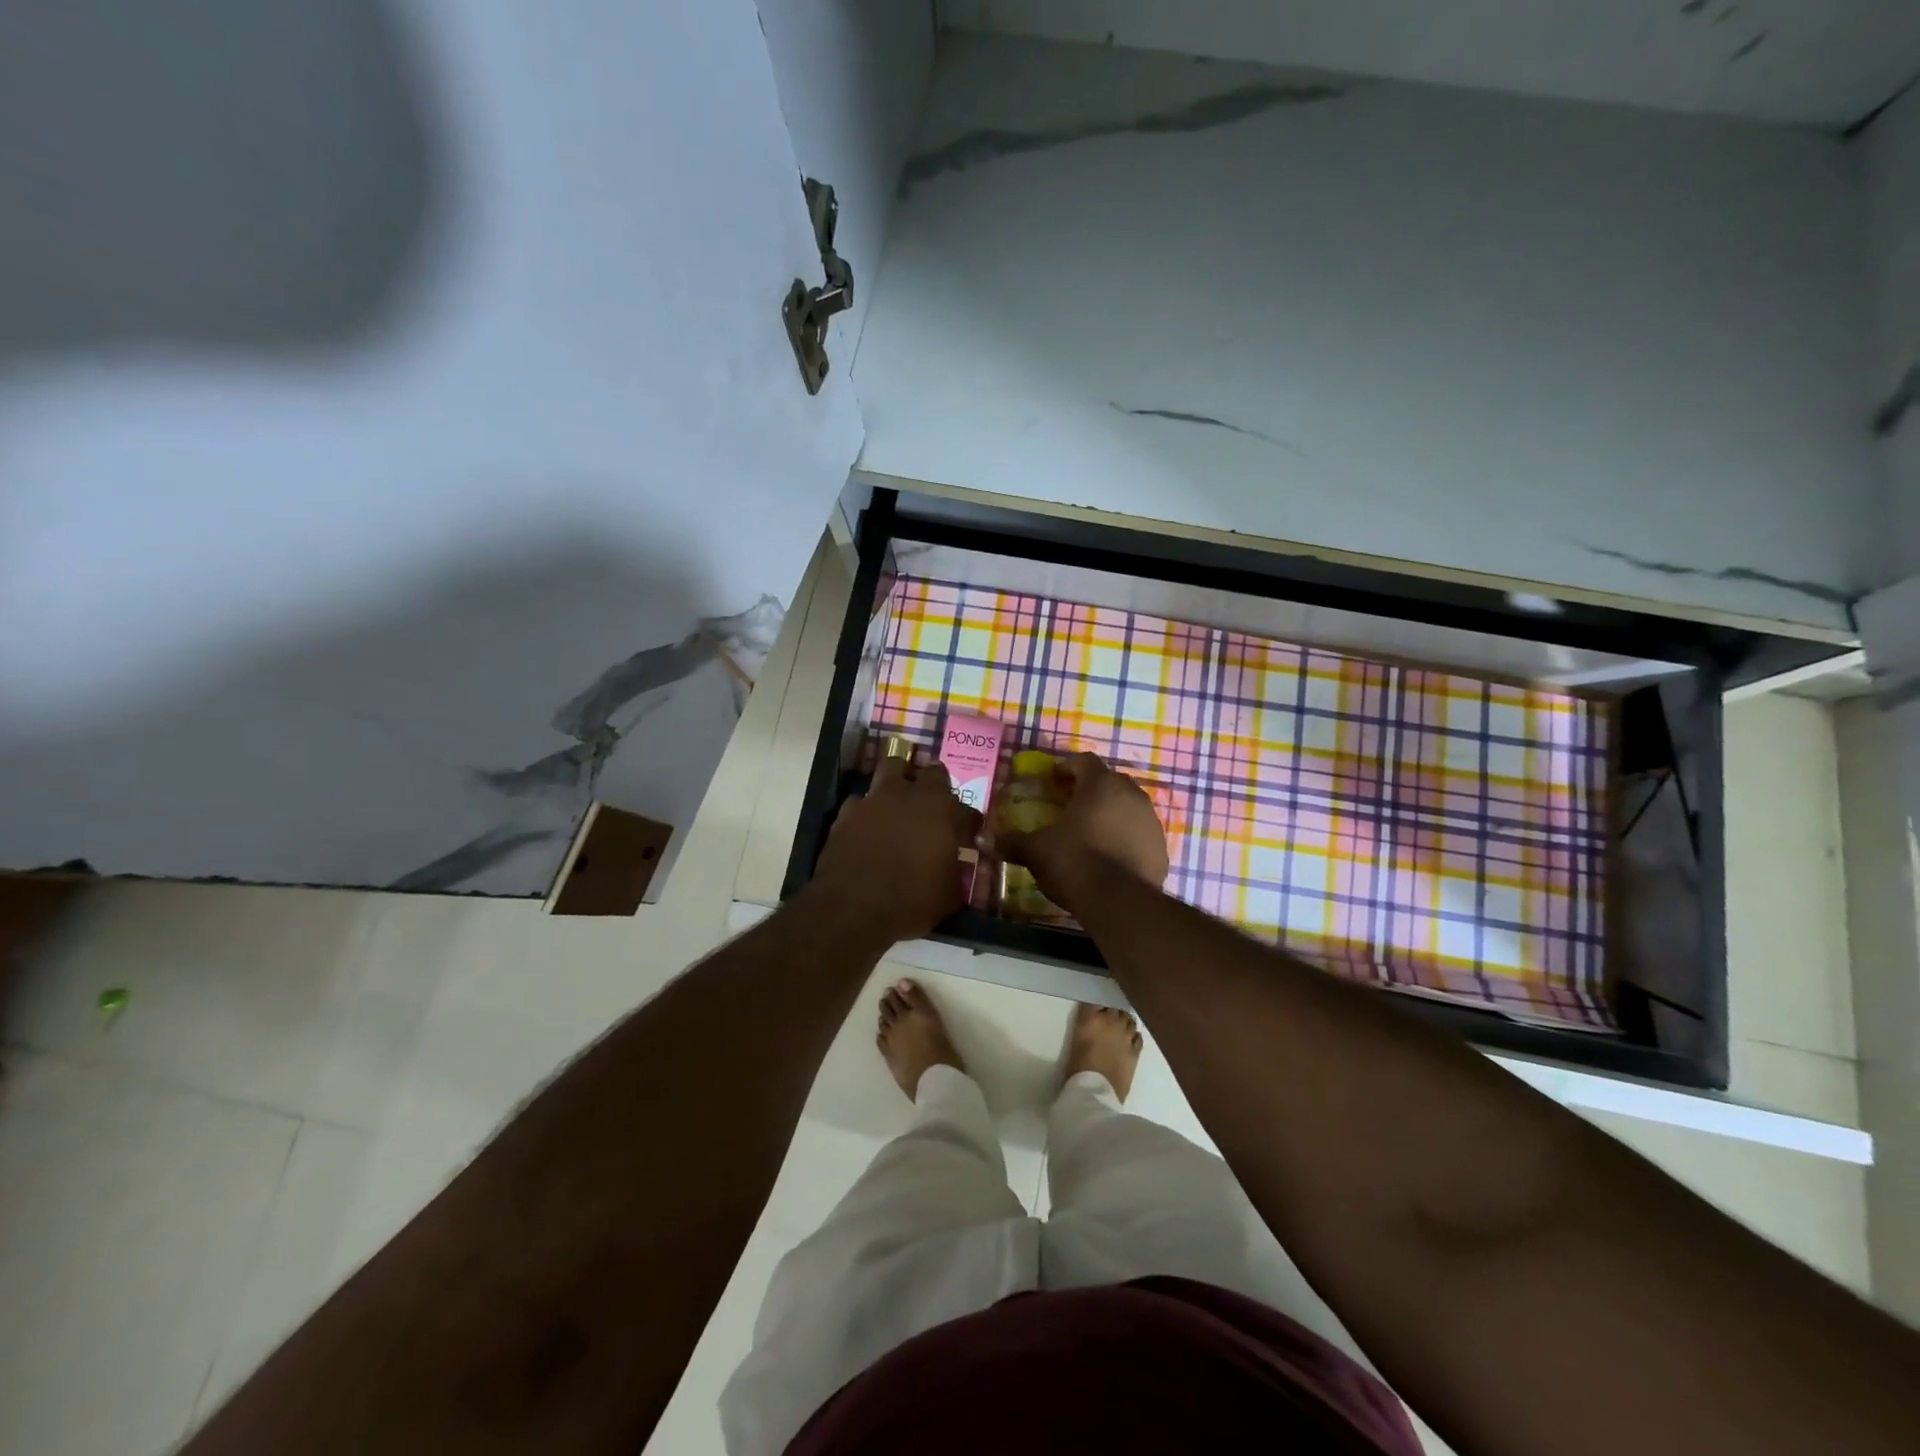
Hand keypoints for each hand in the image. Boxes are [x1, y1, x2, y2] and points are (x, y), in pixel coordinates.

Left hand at [811, 754, 981, 945]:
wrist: (852, 910)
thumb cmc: (910, 902)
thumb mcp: (948, 896)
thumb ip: (955, 872)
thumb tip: (955, 868)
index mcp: (942, 812)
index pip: (966, 809)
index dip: (967, 823)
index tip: (966, 835)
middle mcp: (910, 796)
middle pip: (931, 772)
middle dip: (937, 785)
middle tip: (936, 806)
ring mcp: (875, 800)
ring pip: (891, 769)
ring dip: (899, 781)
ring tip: (900, 801)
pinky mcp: (846, 812)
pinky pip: (860, 801)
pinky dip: (867, 810)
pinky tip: (867, 827)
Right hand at [997, 752, 1168, 910]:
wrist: (1119, 901)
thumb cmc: (1074, 862)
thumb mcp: (1037, 851)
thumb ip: (1012, 842)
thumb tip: (983, 839)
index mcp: (1100, 785)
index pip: (1084, 761)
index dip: (1066, 767)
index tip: (1053, 779)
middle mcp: (1130, 794)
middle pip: (1108, 782)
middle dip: (1090, 790)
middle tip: (1070, 806)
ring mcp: (1150, 820)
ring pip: (1127, 807)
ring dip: (1110, 814)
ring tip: (1091, 832)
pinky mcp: (1161, 847)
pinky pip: (1139, 834)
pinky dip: (1125, 838)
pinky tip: (1110, 856)